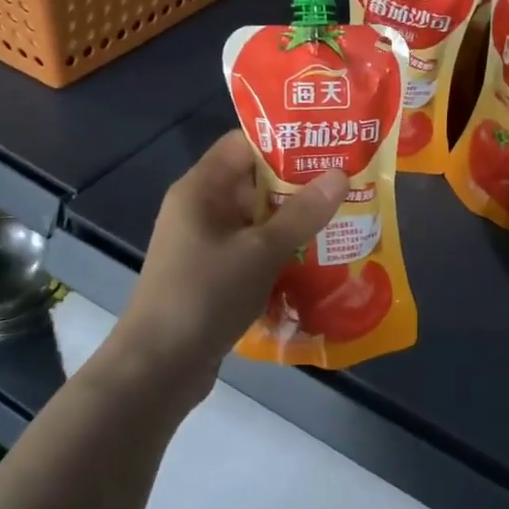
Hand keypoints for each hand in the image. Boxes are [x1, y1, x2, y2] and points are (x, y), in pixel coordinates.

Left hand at [107, 131, 345, 397]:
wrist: (159, 367)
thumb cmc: (205, 295)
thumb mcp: (260, 251)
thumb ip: (302, 213)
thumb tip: (340, 175)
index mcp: (202, 189)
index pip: (244, 144)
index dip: (285, 141)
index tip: (329, 145)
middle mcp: (201, 210)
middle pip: (255, 183)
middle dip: (300, 186)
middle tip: (349, 185)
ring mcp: (206, 245)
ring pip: (257, 221)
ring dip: (295, 223)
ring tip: (344, 221)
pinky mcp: (214, 276)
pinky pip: (253, 252)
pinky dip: (282, 254)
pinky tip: (318, 262)